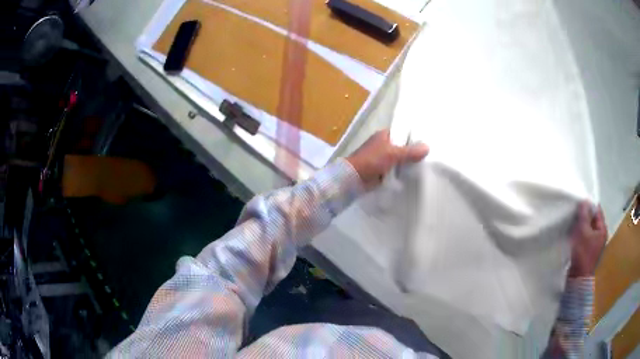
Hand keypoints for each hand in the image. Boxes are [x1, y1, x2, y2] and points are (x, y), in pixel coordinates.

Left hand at [346, 129, 428, 189]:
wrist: (353, 178)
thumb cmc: (371, 160)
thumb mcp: (393, 154)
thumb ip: (410, 151)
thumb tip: (427, 147)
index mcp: (384, 135)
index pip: (403, 134)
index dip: (414, 138)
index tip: (427, 144)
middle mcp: (383, 145)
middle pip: (402, 148)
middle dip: (412, 153)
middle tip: (429, 158)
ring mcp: (382, 159)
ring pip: (399, 160)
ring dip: (407, 164)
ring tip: (425, 167)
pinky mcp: (381, 171)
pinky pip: (395, 170)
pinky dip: (401, 173)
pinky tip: (413, 176)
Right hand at [568, 201, 606, 277]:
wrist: (578, 279)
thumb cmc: (583, 254)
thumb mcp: (583, 232)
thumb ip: (584, 215)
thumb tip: (584, 200)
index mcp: (602, 230)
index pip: (597, 211)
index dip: (589, 205)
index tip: (579, 202)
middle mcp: (600, 236)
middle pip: (593, 220)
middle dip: (585, 216)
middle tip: (575, 212)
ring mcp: (595, 245)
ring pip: (588, 229)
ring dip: (582, 225)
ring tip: (573, 223)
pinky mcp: (588, 252)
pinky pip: (585, 238)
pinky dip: (580, 234)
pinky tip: (574, 234)